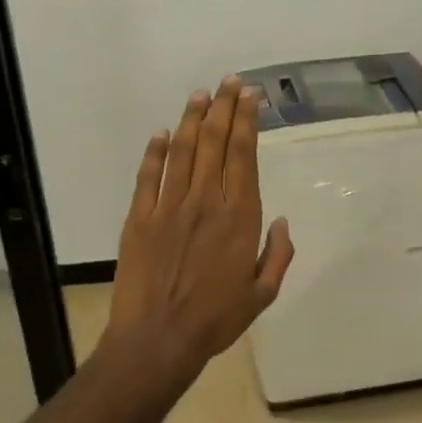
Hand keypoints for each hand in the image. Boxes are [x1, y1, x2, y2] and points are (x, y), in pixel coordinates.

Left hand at [104, 77, 294, 381]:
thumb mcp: (262, 294)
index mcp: (239, 217)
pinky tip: (161, 132)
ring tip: (200, 94)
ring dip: (191, 119)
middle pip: (214, 143)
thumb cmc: (216, 319)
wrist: (158, 340)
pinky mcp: (140, 218)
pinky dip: (154, 151)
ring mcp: (169, 207)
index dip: (247, 122)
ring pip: (182, 151)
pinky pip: (148, 176)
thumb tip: (281, 222)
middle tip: (229, 82)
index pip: (244, 155)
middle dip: (224, 108)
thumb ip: (277, 255)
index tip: (250, 96)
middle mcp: (206, 202)